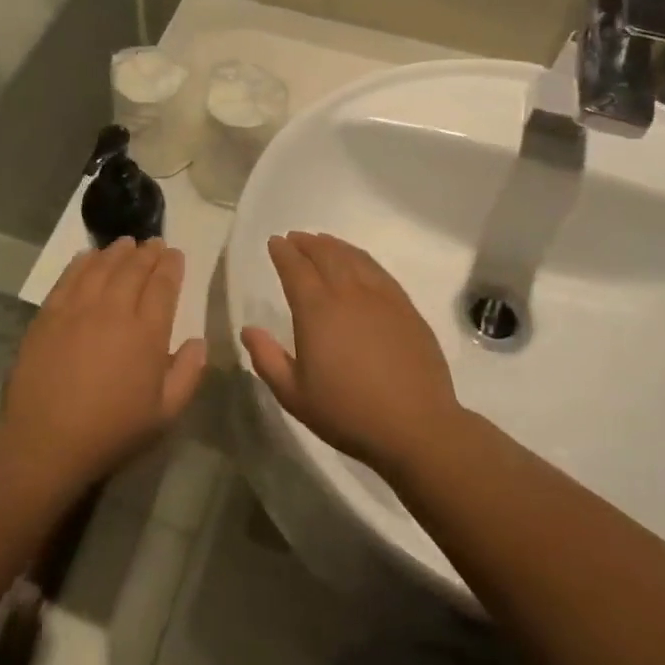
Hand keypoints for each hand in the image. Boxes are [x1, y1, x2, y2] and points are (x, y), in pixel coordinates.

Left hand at [3, 238, 206, 485]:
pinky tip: (88, 256)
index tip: (175, 254)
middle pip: (133, 269)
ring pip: (101, 266)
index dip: (171, 266)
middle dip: (147, 252)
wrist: (46, 440)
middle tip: (154, 243)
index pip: (163, 286)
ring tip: (126, 243)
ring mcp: (77, 308)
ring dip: (116, 251)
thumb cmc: (112, 431)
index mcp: (146, 333)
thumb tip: (198, 342)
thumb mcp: (164, 414)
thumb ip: (187, 374)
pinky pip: (69, 277)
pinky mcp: (48, 314)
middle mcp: (113, 310)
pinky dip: (82, 262)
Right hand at [240, 233, 461, 475]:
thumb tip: (249, 330)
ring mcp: (382, 298)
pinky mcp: (406, 308)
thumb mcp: (294, 395)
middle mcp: (348, 293)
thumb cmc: (347, 412)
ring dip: (334, 246)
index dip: (283, 252)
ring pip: (354, 258)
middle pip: (325, 255)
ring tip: (323, 242)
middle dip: (307, 243)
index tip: (275, 242)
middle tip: (295, 238)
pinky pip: (379, 271)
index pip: (295, 268)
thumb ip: (267, 359)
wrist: (415, 426)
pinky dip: (362, 259)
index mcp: (316, 310)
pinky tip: (359, 263)